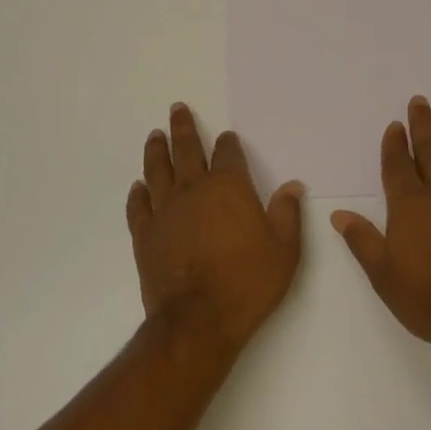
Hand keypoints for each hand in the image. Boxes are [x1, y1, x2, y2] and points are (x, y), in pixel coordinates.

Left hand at [126, 104, 303, 357]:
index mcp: (228, 187)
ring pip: (157, 170)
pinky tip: (138, 186)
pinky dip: (137, 193)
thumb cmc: (248, 282)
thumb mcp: (284, 250)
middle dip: (183, 127)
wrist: (198, 320)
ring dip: (156, 150)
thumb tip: (292, 185)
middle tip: (176, 109)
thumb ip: (287, 213)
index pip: (227, 153)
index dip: (228, 143)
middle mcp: (193, 189)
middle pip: (186, 150)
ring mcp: (165, 211)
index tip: (227, 136)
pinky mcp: (145, 234)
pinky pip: (138, 206)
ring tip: (155, 135)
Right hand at [331, 98, 430, 361]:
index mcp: (409, 206)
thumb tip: (338, 214)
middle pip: (429, 151)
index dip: (394, 144)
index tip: (395, 125)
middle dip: (422, 125)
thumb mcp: (384, 275)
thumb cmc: (430, 298)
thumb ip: (363, 241)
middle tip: (420, 101)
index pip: (398, 166)